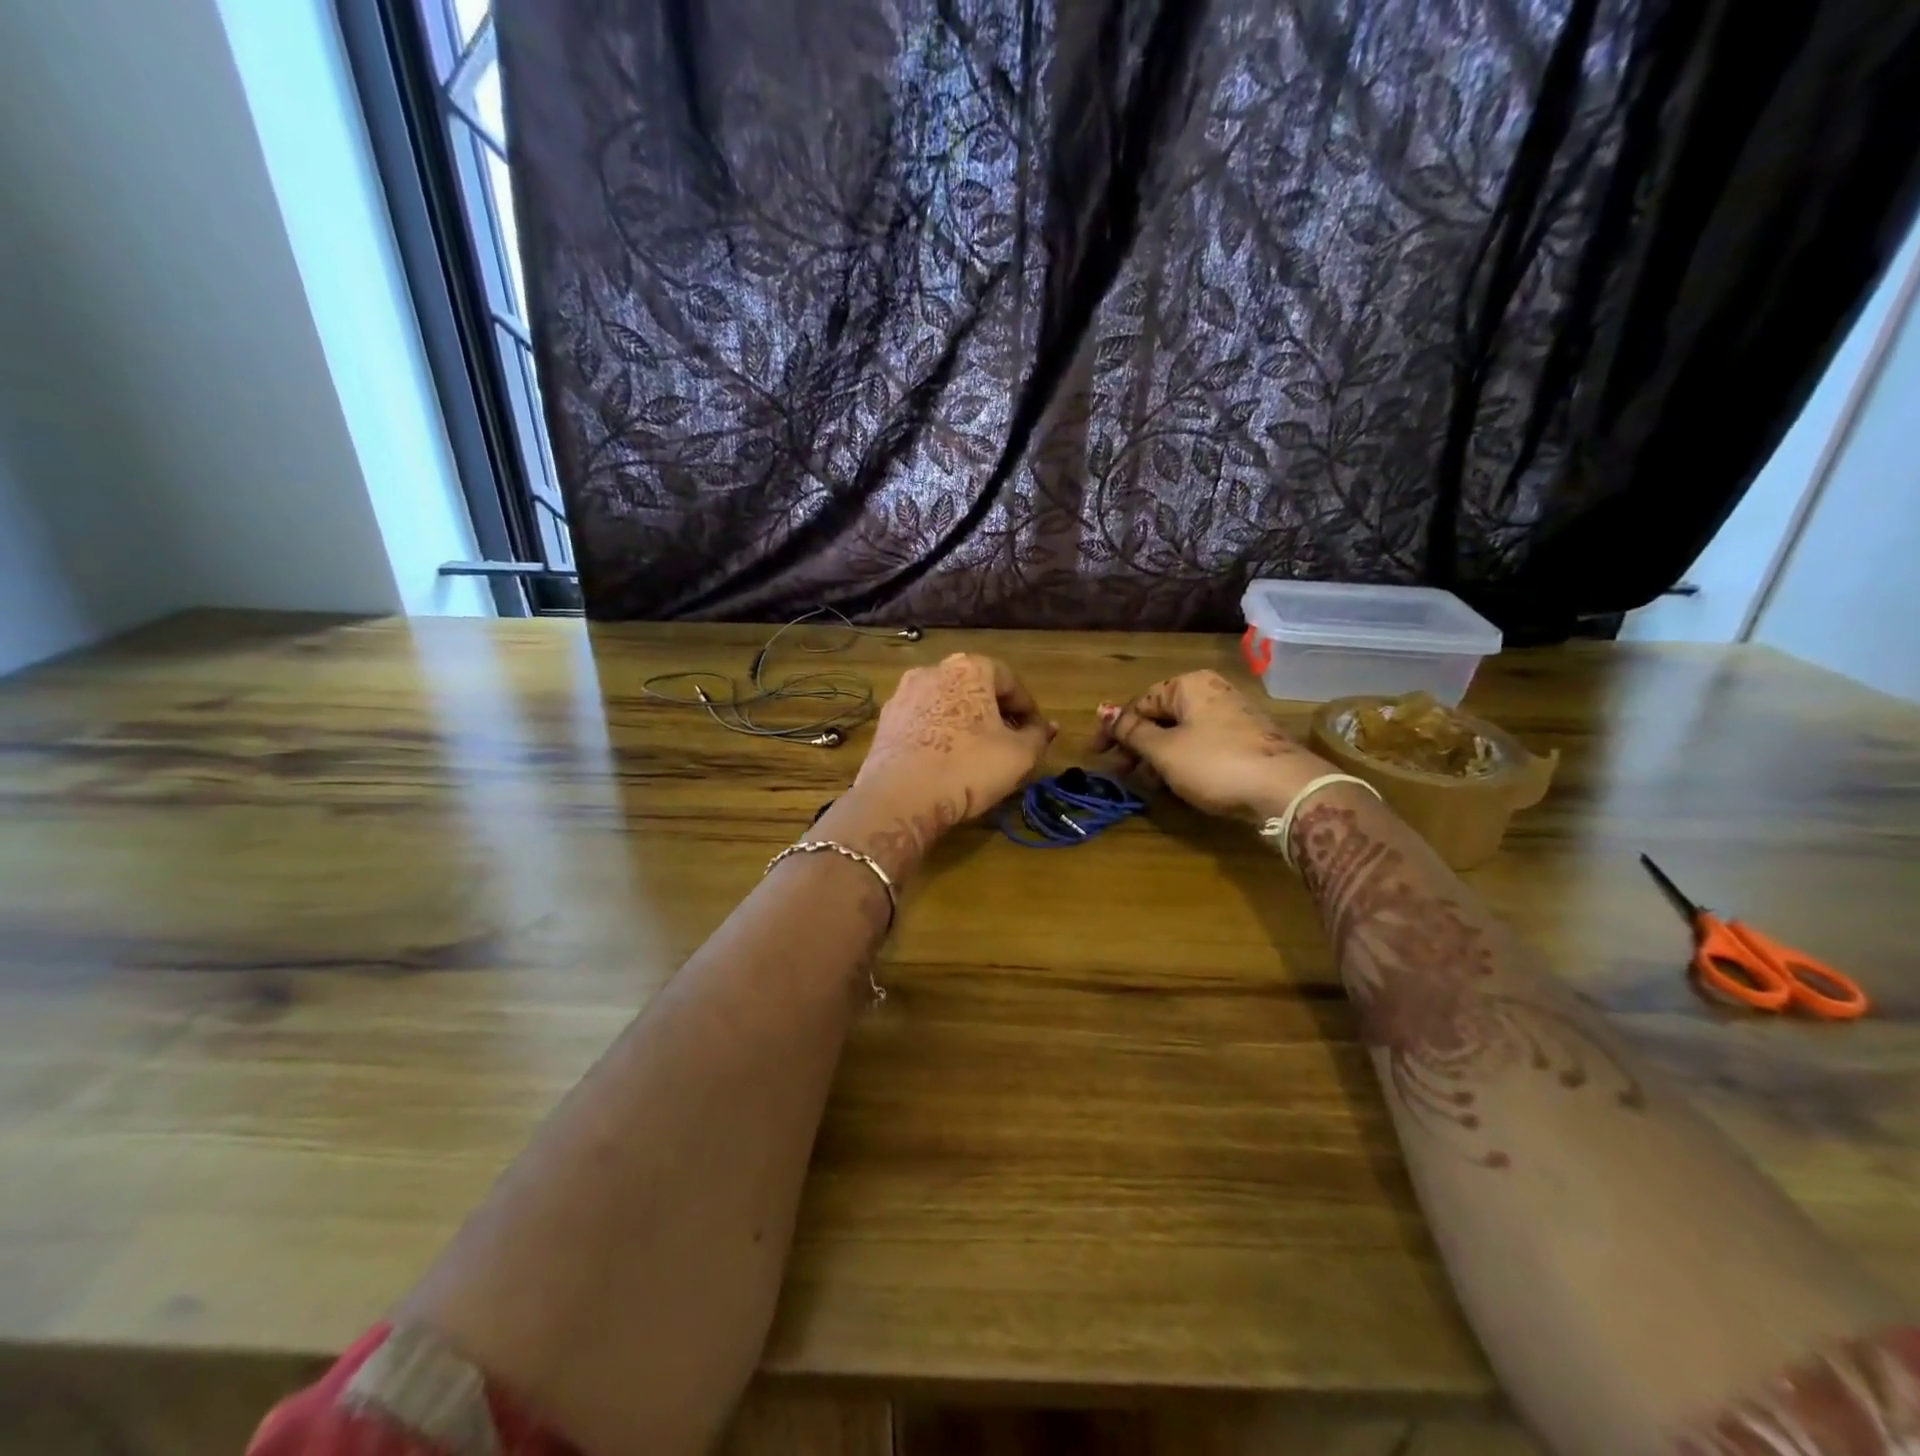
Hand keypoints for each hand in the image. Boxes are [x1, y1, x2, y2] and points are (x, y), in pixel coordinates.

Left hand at [833, 654, 1054, 874]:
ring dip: (964, 722)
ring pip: (946, 703)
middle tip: (1008, 742)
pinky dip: (938, 733)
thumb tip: (1048, 727)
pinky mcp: (885, 721)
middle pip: (975, 688)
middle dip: (994, 712)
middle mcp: (933, 670)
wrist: (900, 797)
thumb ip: (1038, 736)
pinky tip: (944, 760)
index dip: (1027, 707)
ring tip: (976, 753)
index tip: (1035, 732)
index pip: (1009, 680)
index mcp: (969, 668)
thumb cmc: (968, 767)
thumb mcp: (1019, 755)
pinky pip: (922, 721)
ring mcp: (903, 694)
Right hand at [1092, 670, 1335, 821]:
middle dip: (1136, 745)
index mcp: (1188, 685)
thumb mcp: (1164, 750)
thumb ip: (1131, 731)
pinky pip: (1201, 744)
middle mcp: (1210, 692)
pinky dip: (1181, 760)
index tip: (1096, 755)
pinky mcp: (1244, 739)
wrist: (1286, 789)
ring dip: (1157, 756)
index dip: (1113, 729)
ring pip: (1180, 732)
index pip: (1139, 702)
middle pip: (1160, 716)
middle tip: (1121, 773)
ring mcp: (1231, 715)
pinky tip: (1175, 782)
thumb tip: (1102, 710)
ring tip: (1147, 783)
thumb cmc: (1215, 763)